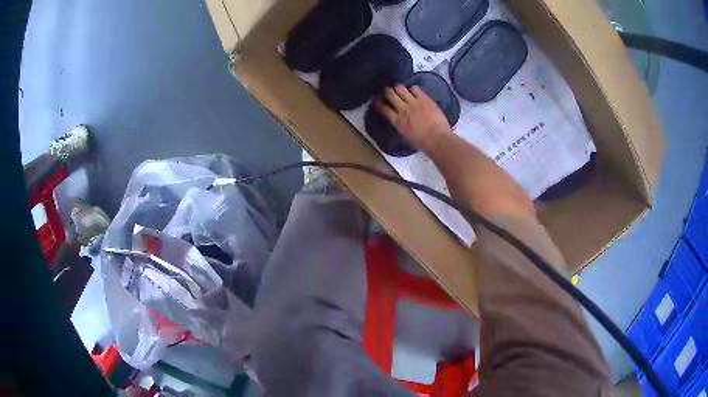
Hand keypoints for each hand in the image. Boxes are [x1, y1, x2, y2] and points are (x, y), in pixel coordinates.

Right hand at [375, 84, 451, 151]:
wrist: (437, 138)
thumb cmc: (423, 142)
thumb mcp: (406, 136)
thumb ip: (401, 125)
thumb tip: (399, 120)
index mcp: (398, 122)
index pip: (384, 109)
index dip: (379, 104)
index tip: (376, 100)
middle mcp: (403, 109)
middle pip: (391, 95)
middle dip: (387, 91)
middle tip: (388, 89)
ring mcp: (413, 103)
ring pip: (400, 88)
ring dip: (399, 87)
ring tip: (400, 88)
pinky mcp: (424, 99)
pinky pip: (415, 88)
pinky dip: (412, 88)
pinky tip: (414, 91)